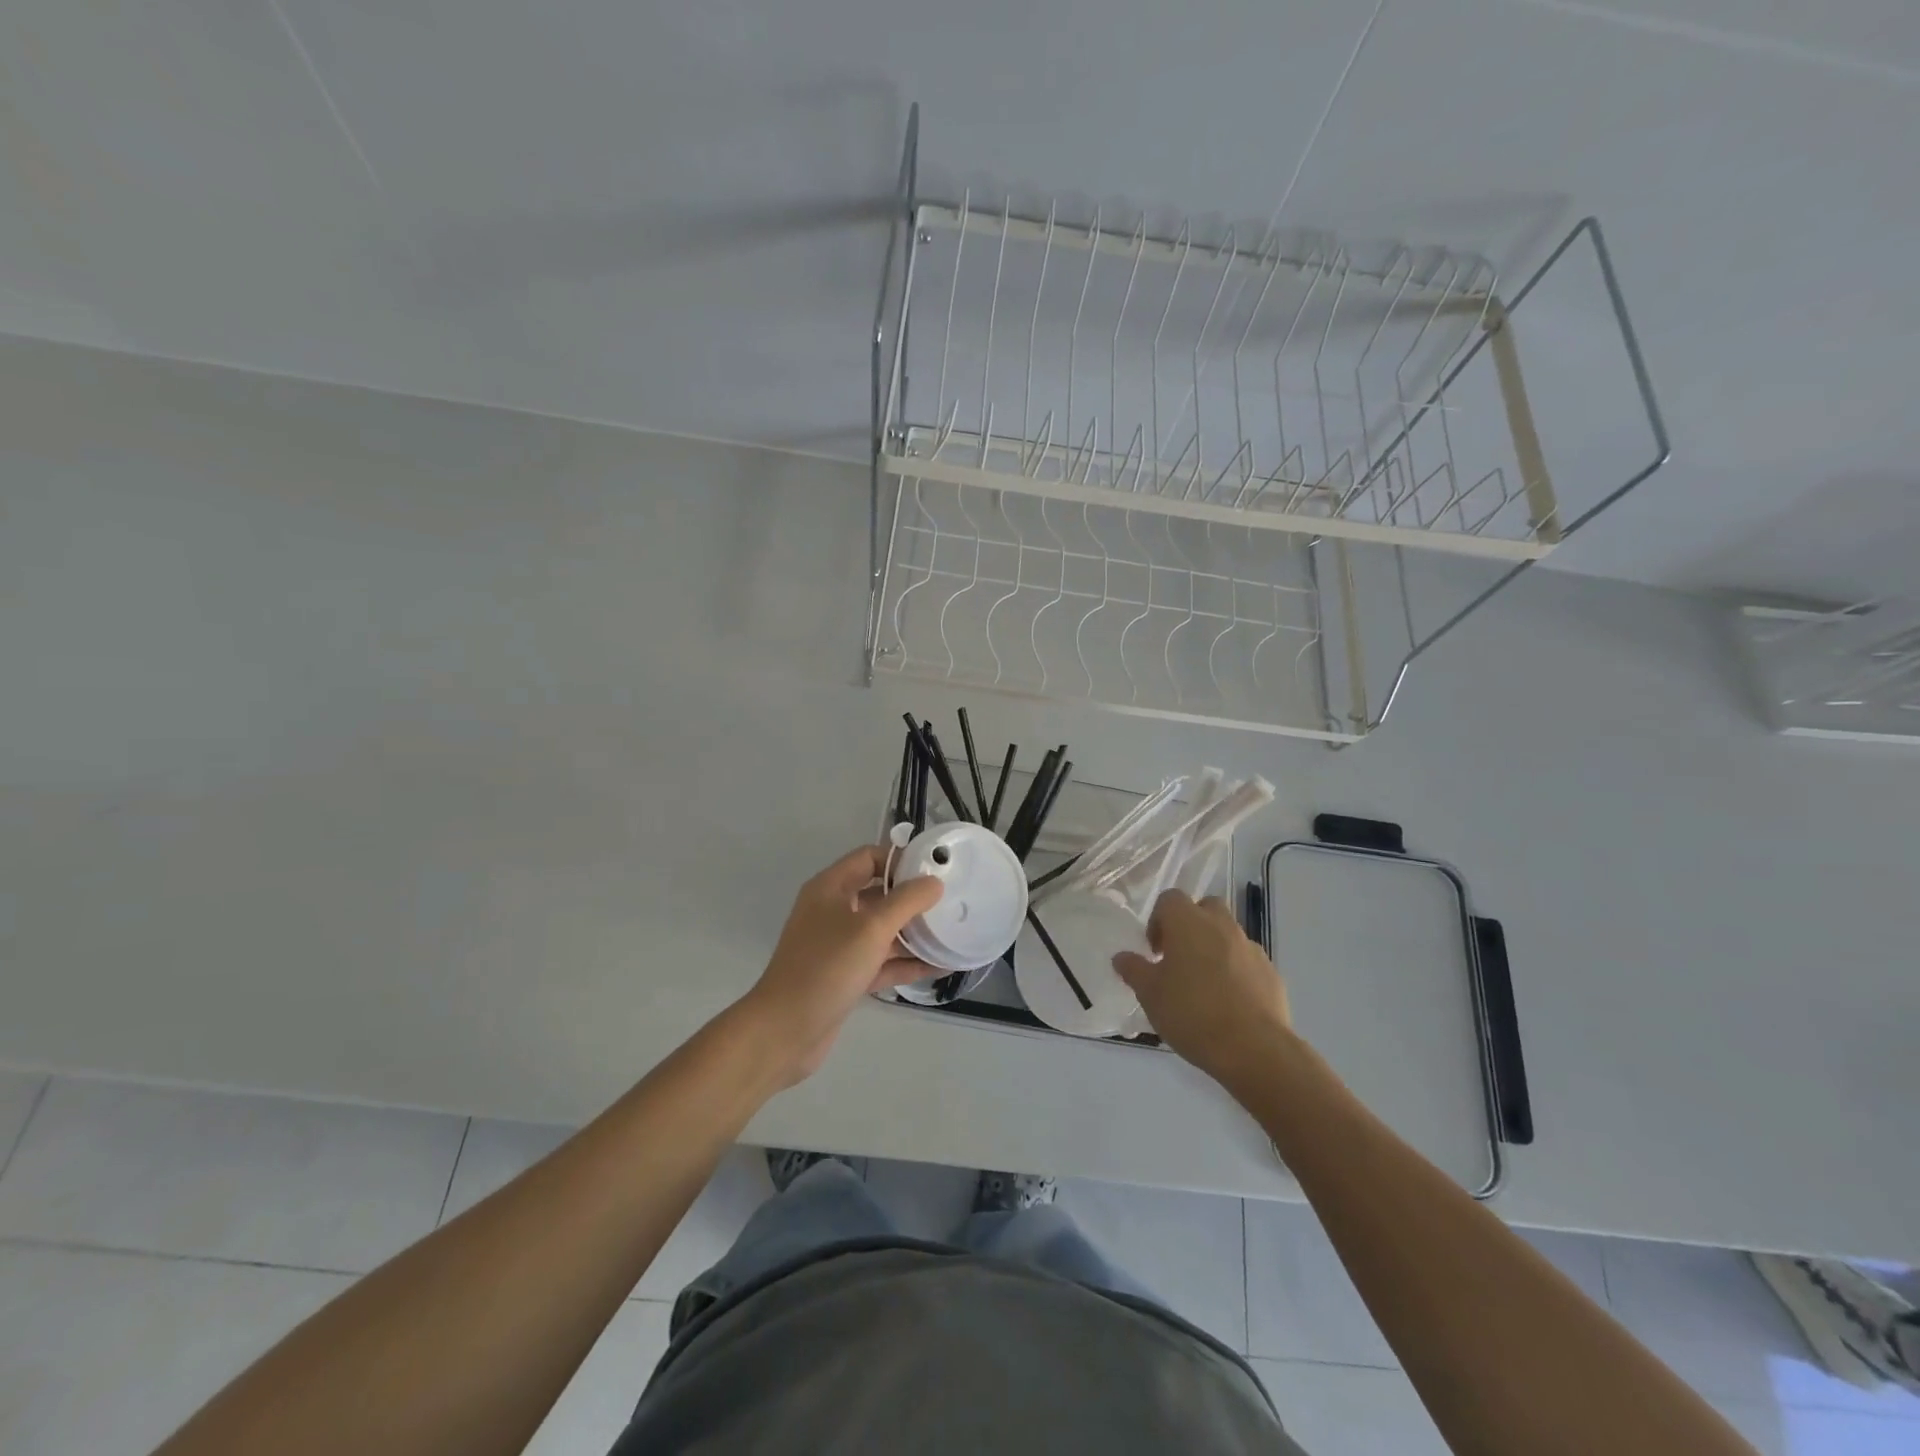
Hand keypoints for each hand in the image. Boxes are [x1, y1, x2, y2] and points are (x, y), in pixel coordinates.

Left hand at [736, 845, 943, 1085]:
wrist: (785, 1030)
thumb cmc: (826, 968)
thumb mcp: (871, 928)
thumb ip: (906, 902)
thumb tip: (934, 882)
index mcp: (830, 888)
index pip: (869, 858)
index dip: (900, 861)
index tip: (934, 871)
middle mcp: (832, 911)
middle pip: (878, 894)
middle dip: (912, 899)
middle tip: (950, 902)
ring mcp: (838, 946)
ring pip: (882, 931)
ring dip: (913, 933)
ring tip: (951, 934)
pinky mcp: (845, 976)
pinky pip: (880, 961)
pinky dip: (905, 962)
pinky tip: (938, 966)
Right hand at [1113, 890, 1293, 1087]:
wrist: (1254, 1049)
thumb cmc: (1192, 1013)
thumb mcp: (1150, 994)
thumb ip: (1134, 970)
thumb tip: (1122, 957)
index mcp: (1188, 922)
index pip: (1170, 899)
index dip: (1158, 920)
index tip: (1155, 951)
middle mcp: (1221, 925)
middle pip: (1205, 907)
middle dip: (1191, 925)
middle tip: (1179, 958)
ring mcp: (1250, 948)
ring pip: (1228, 934)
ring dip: (1214, 948)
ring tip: (1204, 985)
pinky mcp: (1271, 972)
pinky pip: (1247, 961)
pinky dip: (1236, 971)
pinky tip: (1229, 1002)